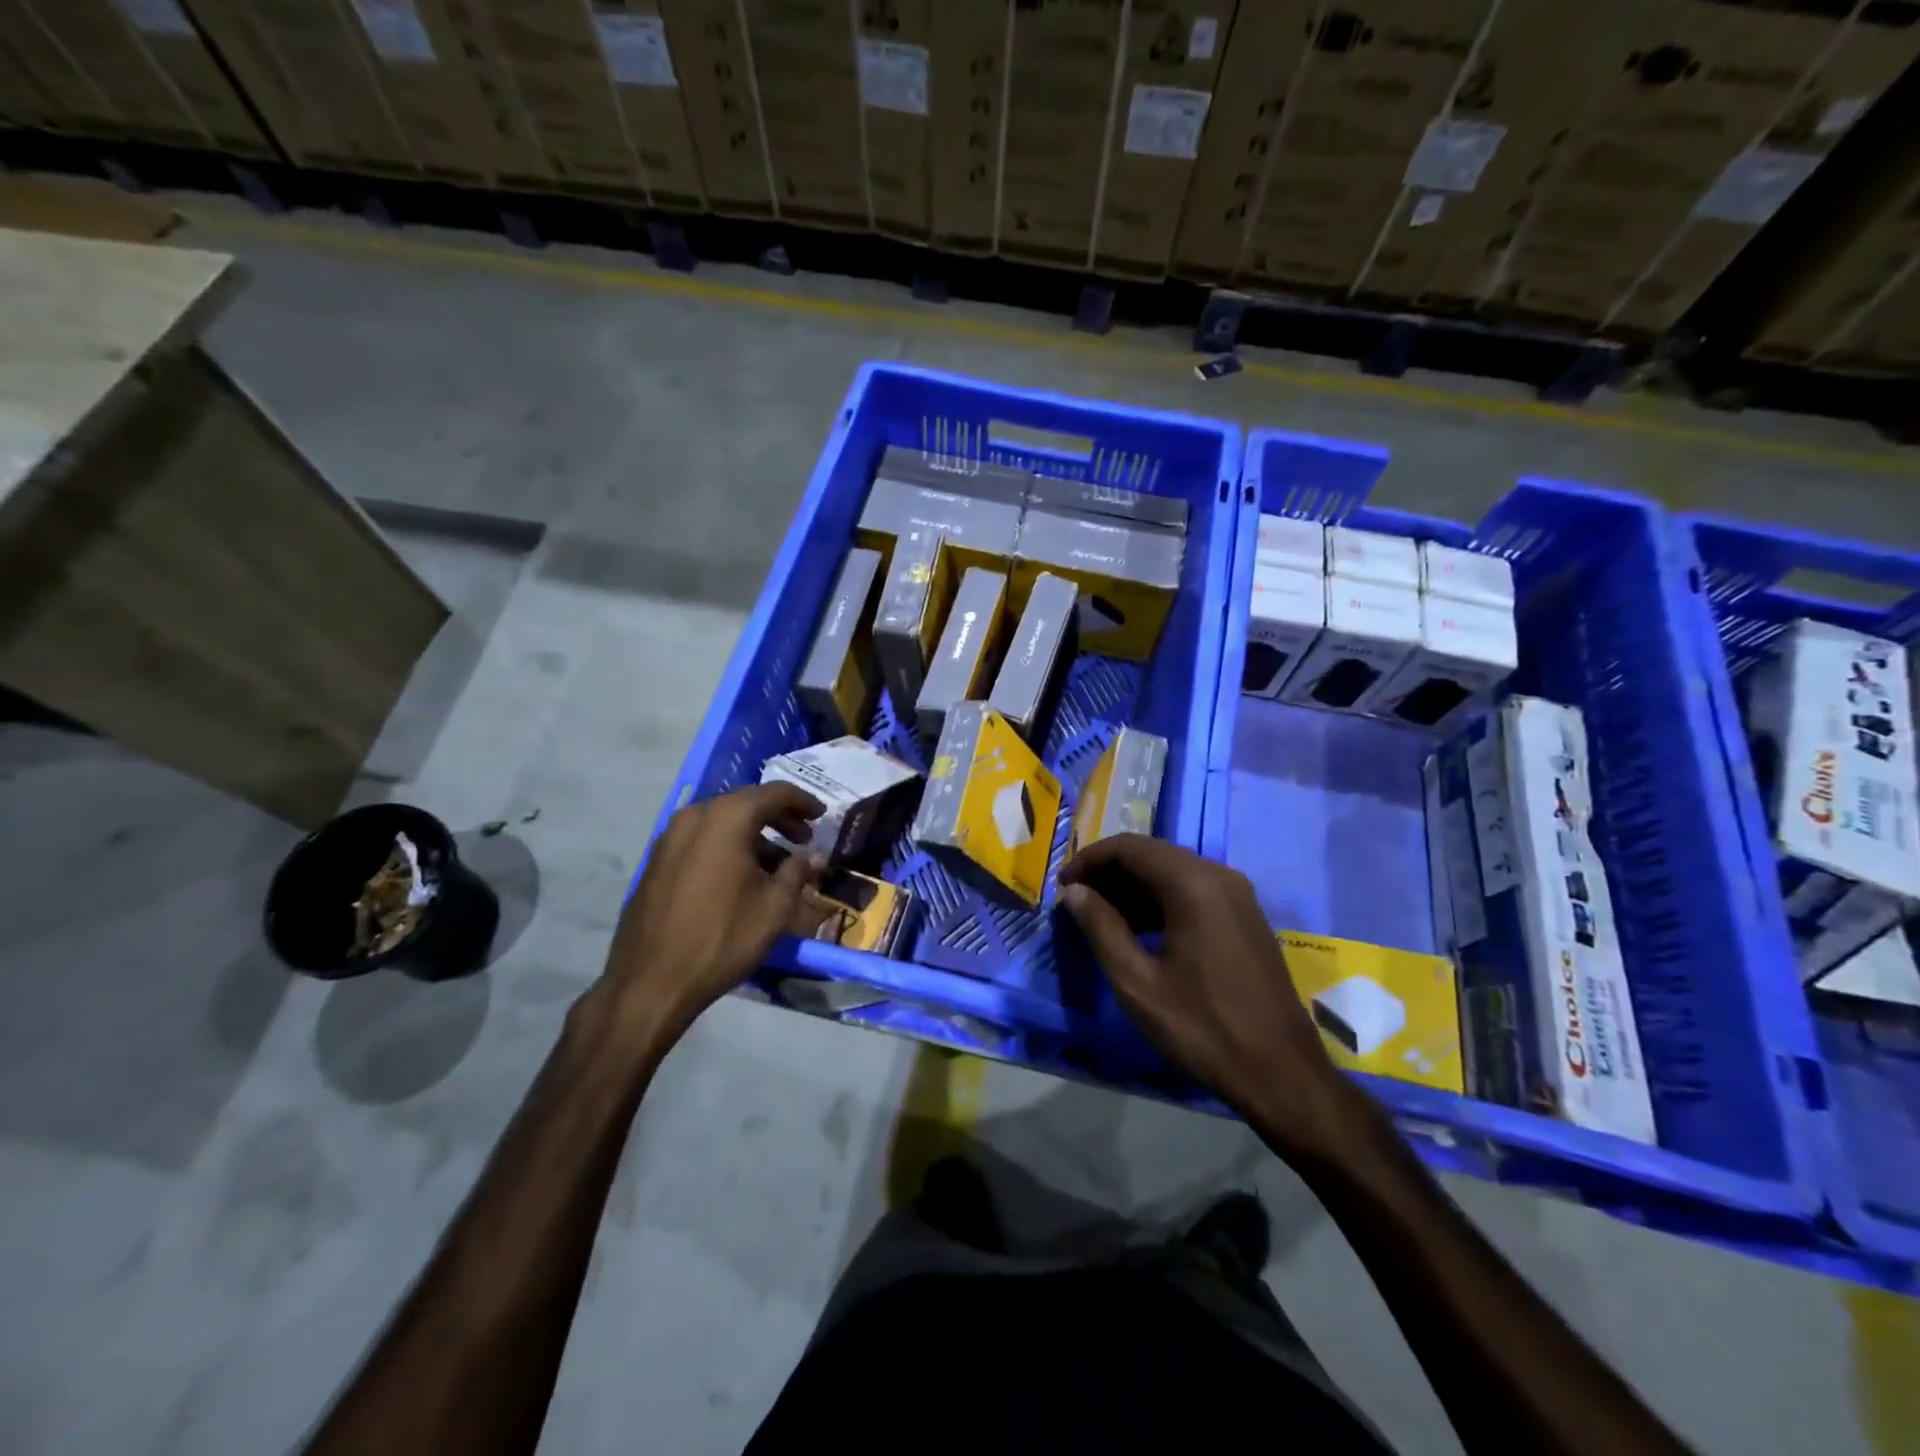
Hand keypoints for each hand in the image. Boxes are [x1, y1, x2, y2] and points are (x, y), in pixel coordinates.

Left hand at [593, 783, 824, 1043]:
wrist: (652, 981)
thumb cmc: (722, 937)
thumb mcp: (774, 907)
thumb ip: (797, 872)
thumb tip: (811, 857)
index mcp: (727, 818)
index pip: (774, 793)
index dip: (803, 801)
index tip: (822, 815)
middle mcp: (695, 817)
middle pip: (745, 803)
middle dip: (779, 818)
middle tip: (804, 839)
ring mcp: (670, 838)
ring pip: (722, 822)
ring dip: (753, 835)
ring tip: (777, 864)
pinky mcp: (656, 861)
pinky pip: (701, 840)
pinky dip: (727, 847)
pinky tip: (741, 876)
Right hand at [1058, 835, 1361, 1162]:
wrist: (1282, 1074)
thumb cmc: (1203, 1029)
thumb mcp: (1138, 983)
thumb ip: (1101, 928)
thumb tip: (1075, 892)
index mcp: (1193, 884)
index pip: (1130, 848)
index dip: (1090, 860)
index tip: (1062, 886)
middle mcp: (1219, 876)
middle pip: (1152, 854)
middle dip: (1110, 872)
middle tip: (1077, 901)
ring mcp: (1238, 895)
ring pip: (1173, 872)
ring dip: (1133, 887)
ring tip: (1100, 918)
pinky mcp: (1246, 917)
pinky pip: (1194, 891)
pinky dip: (1160, 901)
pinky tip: (1139, 931)